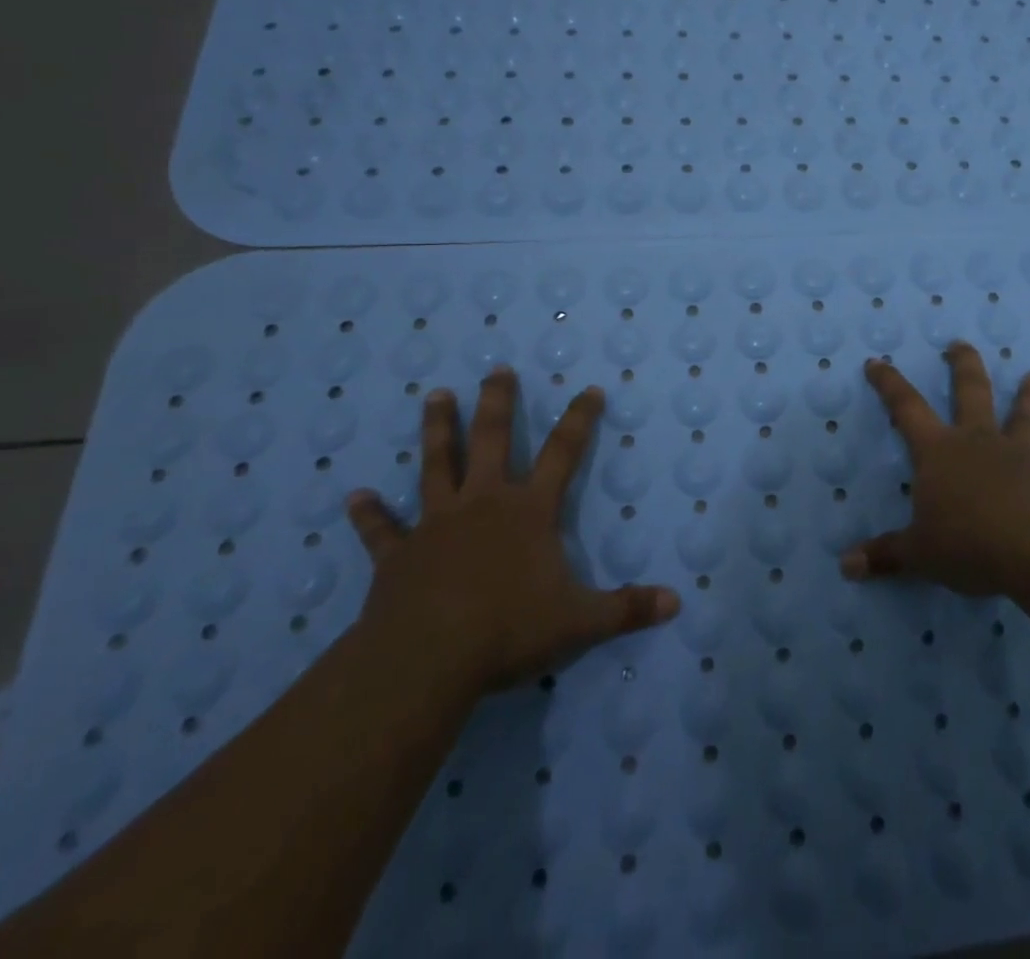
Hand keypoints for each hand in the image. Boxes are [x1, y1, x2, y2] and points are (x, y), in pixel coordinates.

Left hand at [345, 368, 679, 695]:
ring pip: (436, 465)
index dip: (579, 420)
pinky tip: (353, 497)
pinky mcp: (398, 555)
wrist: (426, 659)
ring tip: (436, 395)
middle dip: (498, 403)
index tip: (590, 390)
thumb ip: (627, 609)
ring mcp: (437, 525)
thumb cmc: (509, 630)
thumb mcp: (580, 622)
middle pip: (492, 440)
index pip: (563, 453)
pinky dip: (368, 514)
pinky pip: (382, 530)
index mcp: (529, 511)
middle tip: (496, 370)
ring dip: (437, 429)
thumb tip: (676, 603)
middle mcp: (484, 503)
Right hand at [841, 343, 1029, 595]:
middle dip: (963, 366)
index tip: (876, 362)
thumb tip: (846, 566)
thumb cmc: (970, 543)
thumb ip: (886, 556)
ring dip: (1027, 396)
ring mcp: (1020, 456)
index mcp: (939, 451)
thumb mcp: (920, 554)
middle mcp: (978, 442)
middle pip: (970, 391)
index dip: (888, 384)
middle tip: (961, 343)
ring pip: (1022, 417)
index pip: (906, 407)